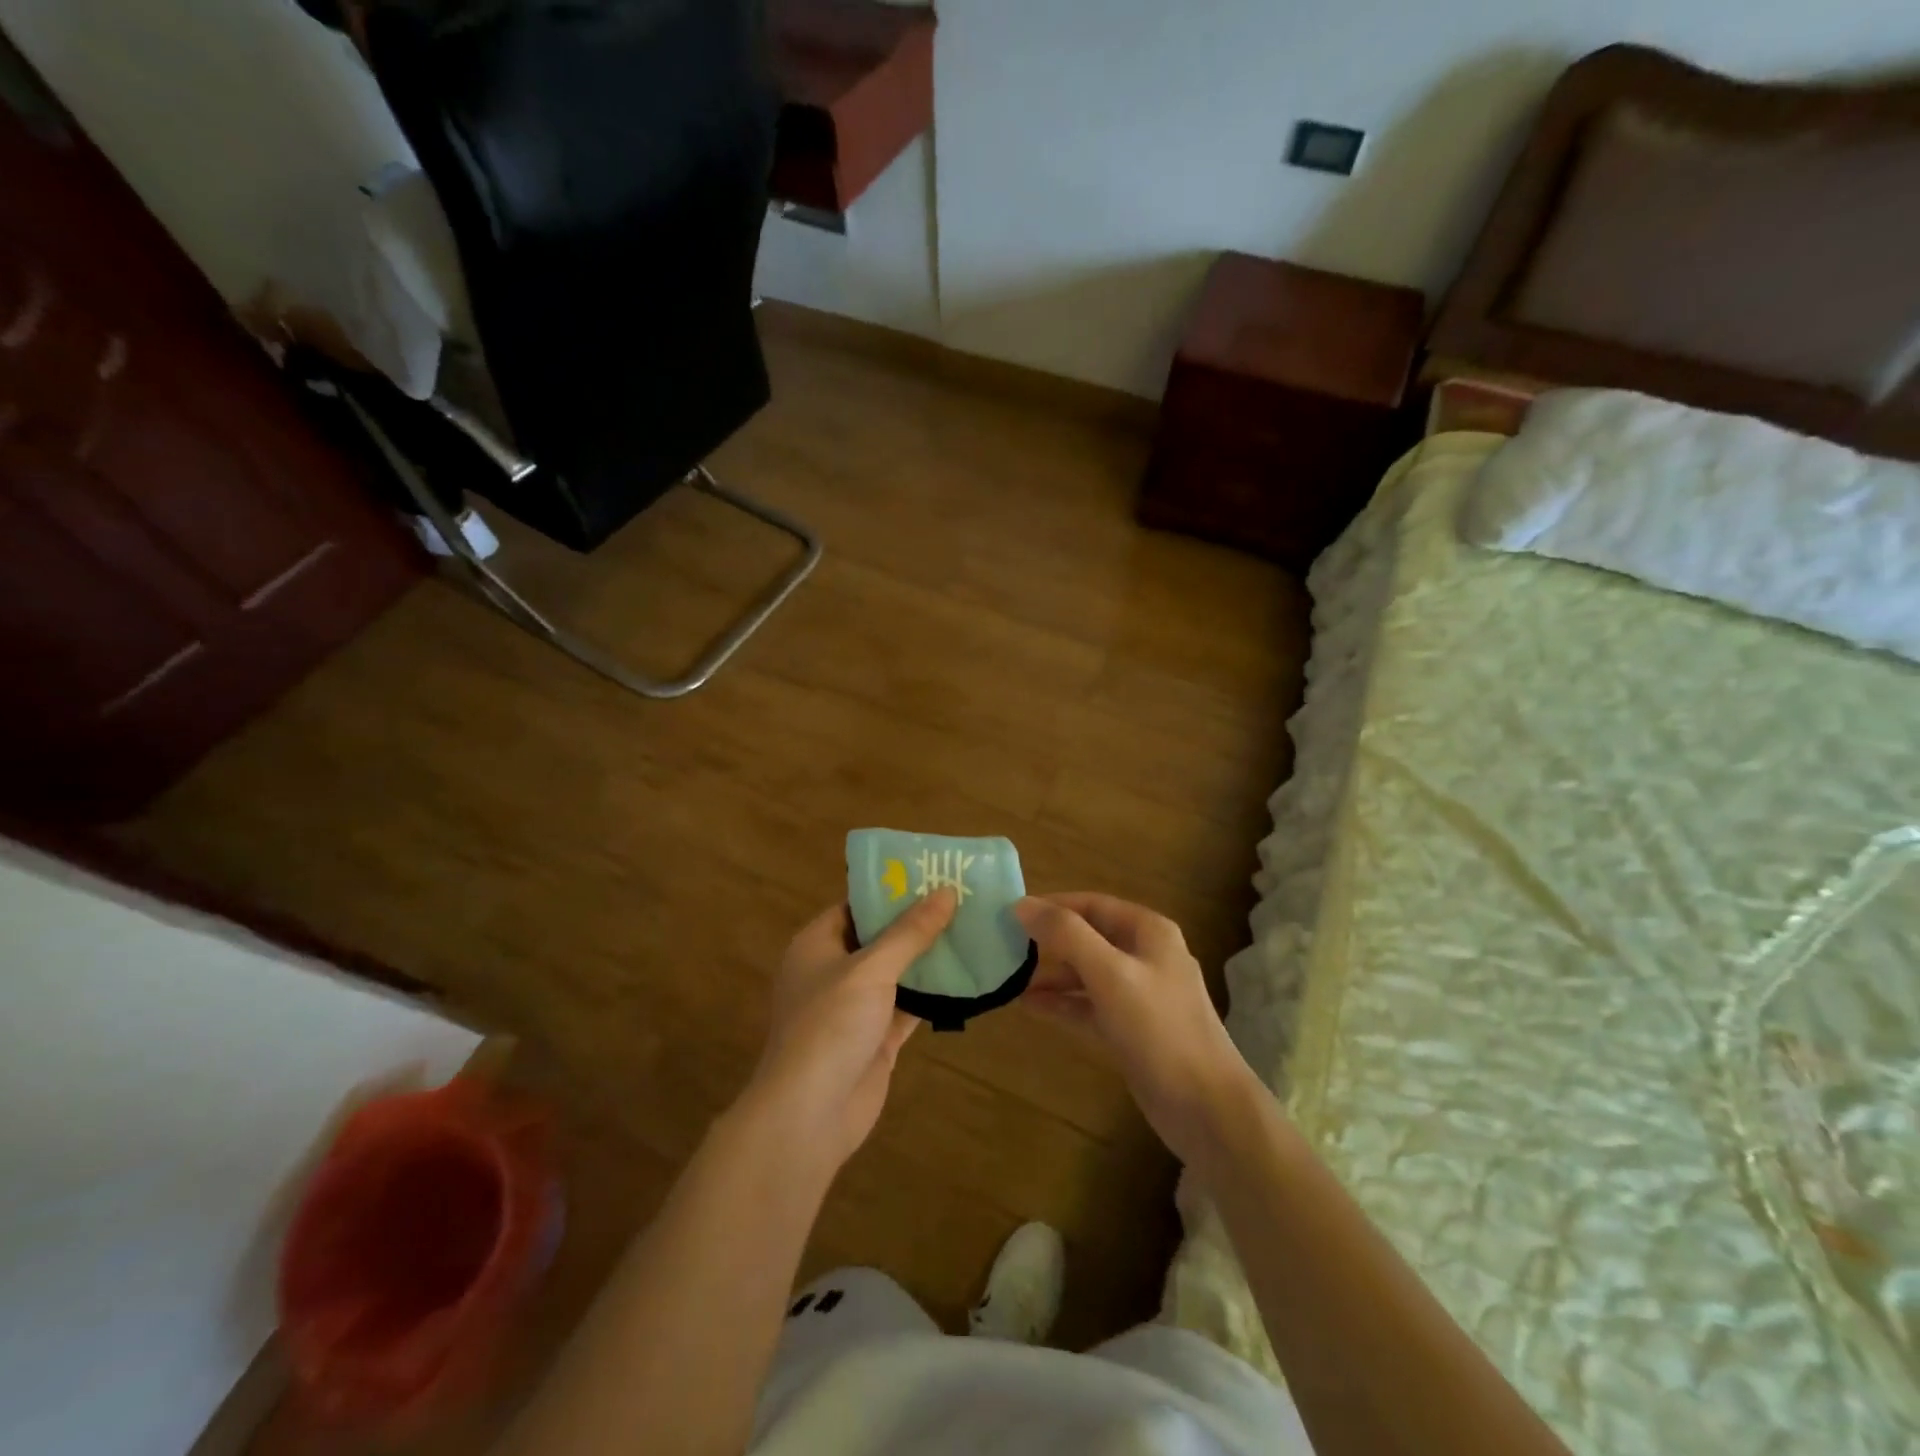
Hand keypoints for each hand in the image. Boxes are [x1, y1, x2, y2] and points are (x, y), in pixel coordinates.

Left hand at [745, 890, 956, 1169]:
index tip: (932, 875)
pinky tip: (968, 977)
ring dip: (929, 958)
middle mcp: (834, 971)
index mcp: (817, 944)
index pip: (856, 905)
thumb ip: (910, 931)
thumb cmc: (830, 1025)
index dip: (891, 890)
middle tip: (963, 899)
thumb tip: (946, 891)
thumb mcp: (871, 968)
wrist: (810, 1114)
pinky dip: (933, 994)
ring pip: (897, 972)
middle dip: (918, 922)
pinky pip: (908, 1006)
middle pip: (880, 937)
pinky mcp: (876, 1038)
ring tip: (974, 929)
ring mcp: (855, 1007)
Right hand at [1015, 892, 1256, 1163]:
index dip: (1052, 905)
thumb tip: (1022, 905)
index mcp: (1148, 931)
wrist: (1205, 1107)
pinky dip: (1064, 1003)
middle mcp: (1146, 955)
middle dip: (1050, 941)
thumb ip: (1066, 935)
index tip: (1011, 913)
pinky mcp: (1133, 1028)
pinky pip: (1091, 1005)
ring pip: (1088, 972)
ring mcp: (1140, 994)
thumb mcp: (1109, 974)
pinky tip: (1031, 1007)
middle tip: (1006, 947)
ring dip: (1053, 975)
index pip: (1092, 904)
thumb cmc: (1159, 1029)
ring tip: (1011, 979)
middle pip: (1089, 936)